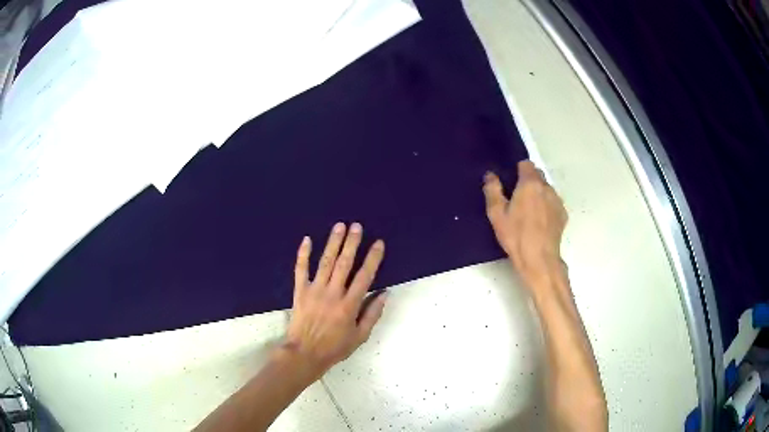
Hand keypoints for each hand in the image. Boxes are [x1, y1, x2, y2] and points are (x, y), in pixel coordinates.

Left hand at [283, 222, 386, 377]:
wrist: (304, 353)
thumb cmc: (334, 347)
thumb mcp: (360, 336)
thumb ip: (372, 314)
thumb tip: (384, 293)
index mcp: (349, 305)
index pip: (365, 276)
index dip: (373, 258)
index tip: (378, 243)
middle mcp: (332, 293)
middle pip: (344, 263)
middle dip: (352, 243)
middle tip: (357, 226)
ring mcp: (314, 290)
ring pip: (325, 262)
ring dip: (333, 243)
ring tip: (339, 226)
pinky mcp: (300, 291)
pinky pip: (301, 269)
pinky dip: (303, 254)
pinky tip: (307, 239)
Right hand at [483, 160, 567, 286]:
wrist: (539, 259)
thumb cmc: (516, 235)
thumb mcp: (496, 214)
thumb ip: (493, 190)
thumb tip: (490, 175)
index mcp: (530, 184)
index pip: (526, 164)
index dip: (518, 170)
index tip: (511, 182)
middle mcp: (546, 187)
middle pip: (538, 175)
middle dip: (528, 182)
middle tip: (517, 199)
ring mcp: (557, 201)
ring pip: (546, 189)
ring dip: (538, 194)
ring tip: (529, 213)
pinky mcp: (563, 214)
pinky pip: (553, 203)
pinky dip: (546, 206)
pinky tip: (539, 222)